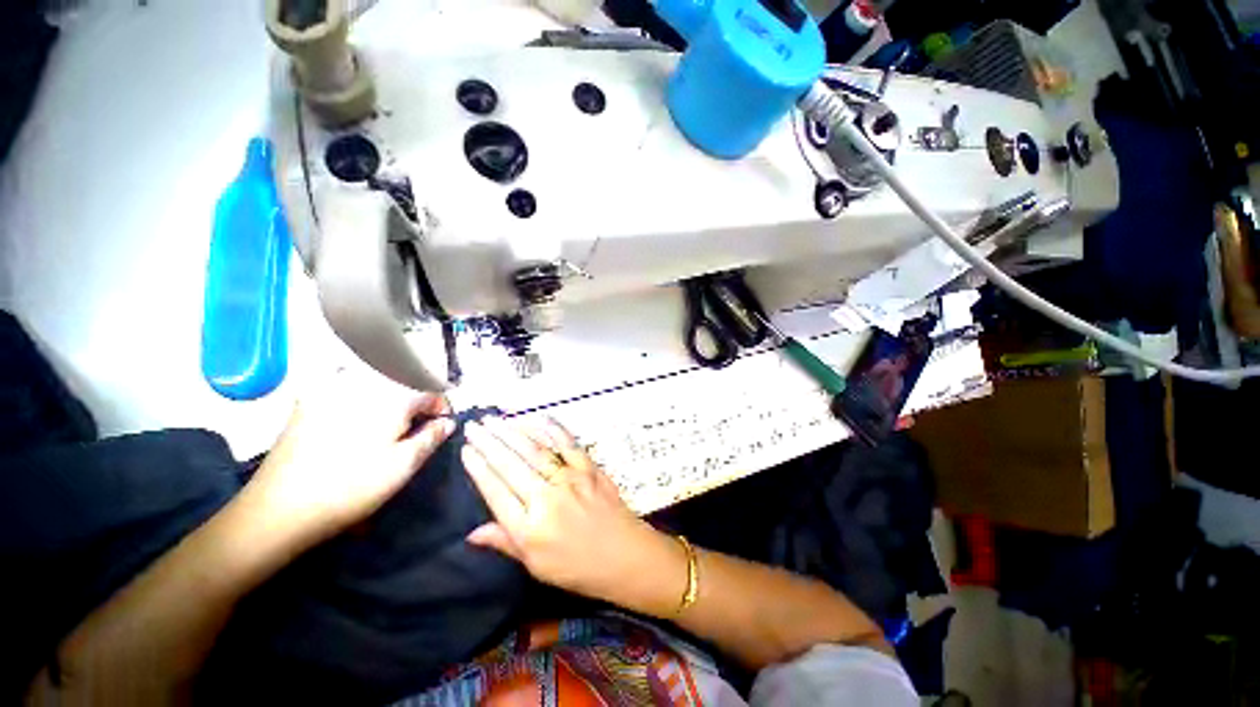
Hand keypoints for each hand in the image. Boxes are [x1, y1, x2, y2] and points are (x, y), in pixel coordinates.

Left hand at [245, 368, 455, 543]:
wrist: (280, 507)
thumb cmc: (353, 486)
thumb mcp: (404, 465)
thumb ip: (431, 437)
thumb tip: (448, 422)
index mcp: (392, 397)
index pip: (430, 393)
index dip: (441, 408)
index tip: (441, 425)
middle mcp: (363, 385)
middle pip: (402, 384)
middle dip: (415, 401)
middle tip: (416, 425)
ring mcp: (330, 391)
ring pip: (373, 382)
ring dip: (389, 396)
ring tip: (388, 421)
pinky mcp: (307, 403)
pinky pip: (343, 387)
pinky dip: (358, 396)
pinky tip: (354, 416)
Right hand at [462, 417, 685, 616]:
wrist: (623, 555)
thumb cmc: (577, 568)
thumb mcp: (535, 566)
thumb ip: (504, 543)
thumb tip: (470, 533)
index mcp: (528, 528)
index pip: (496, 491)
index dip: (478, 469)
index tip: (465, 450)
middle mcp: (546, 498)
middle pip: (511, 465)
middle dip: (489, 443)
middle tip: (473, 426)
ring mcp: (569, 480)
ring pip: (535, 451)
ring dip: (512, 432)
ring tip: (494, 420)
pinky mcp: (589, 468)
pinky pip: (568, 445)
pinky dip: (552, 429)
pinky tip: (536, 418)